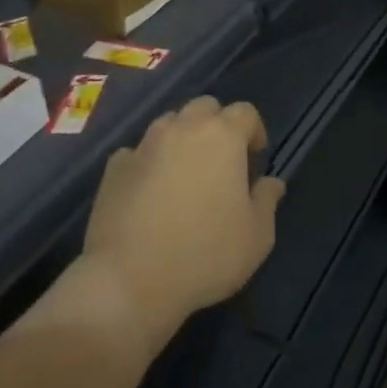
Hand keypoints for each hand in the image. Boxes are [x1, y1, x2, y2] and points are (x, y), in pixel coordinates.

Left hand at [80, 97, 285, 348]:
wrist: (130, 280)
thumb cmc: (205, 255)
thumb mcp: (256, 237)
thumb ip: (267, 201)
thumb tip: (271, 182)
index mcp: (222, 137)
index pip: (245, 112)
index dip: (254, 130)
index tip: (255, 159)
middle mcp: (182, 128)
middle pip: (205, 108)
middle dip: (217, 126)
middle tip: (221, 162)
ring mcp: (144, 144)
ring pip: (169, 124)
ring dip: (182, 139)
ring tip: (185, 174)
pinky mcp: (115, 166)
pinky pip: (138, 152)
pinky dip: (149, 162)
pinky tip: (150, 192)